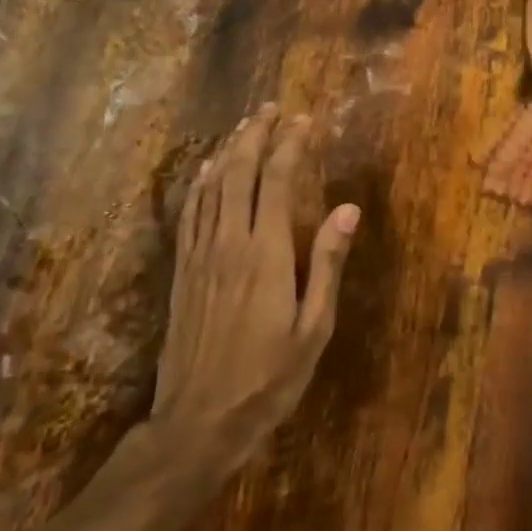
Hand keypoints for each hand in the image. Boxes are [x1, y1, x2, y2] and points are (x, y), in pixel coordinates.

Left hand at [151, 105, 359, 483]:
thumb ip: (328, 264)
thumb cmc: (269, 378)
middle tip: (271, 108)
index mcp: (266, 255)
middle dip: (255, 135)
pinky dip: (199, 183)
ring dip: (226, 151)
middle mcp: (228, 244)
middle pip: (238, 173)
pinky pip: (189, 214)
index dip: (290, 146)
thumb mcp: (314, 328)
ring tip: (243, 126)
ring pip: (210, 187)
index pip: (277, 182)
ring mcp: (199, 256)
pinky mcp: (182, 272)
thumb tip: (349, 209)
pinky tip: (205, 171)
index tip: (305, 121)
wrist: (199, 422)